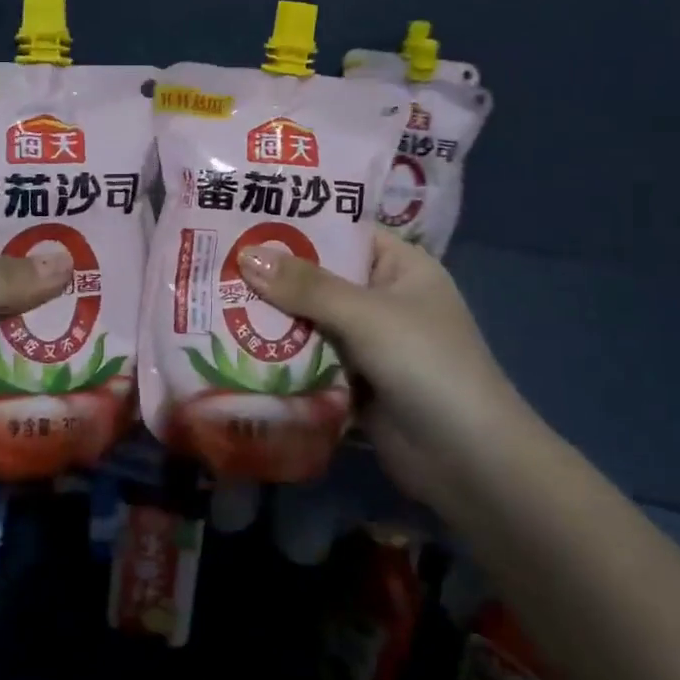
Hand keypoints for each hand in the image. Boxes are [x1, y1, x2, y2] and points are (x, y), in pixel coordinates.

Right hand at [238, 233, 530, 507]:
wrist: (468, 461)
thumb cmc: (426, 365)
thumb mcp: (366, 315)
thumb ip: (307, 286)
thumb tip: (247, 254)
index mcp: (399, 267)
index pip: (341, 233)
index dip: (296, 226)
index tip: (242, 219)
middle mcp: (383, 298)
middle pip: (319, 279)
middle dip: (273, 277)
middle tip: (212, 262)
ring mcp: (368, 343)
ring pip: (310, 322)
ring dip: (271, 319)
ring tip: (211, 301)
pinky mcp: (354, 382)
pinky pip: (311, 360)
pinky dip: (281, 357)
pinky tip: (234, 348)